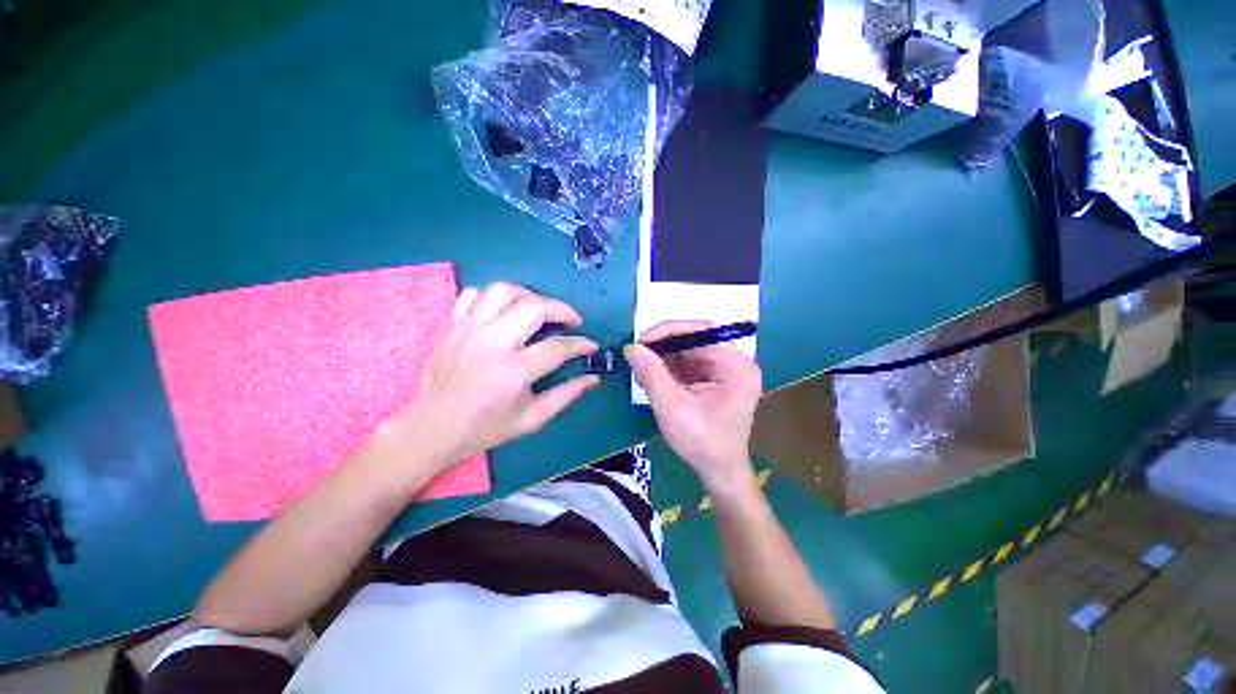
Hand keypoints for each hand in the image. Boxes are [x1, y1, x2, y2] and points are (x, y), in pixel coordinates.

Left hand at [378, 282, 599, 471]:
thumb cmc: (484, 428)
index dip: (581, 344)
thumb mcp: (531, 419)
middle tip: (571, 322)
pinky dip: (494, 297)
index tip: (591, 346)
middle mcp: (491, 343)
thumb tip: (593, 378)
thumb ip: (565, 395)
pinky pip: (474, 294)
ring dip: (530, 295)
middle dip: (562, 309)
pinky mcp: (451, 325)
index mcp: (513, 371)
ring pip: (504, 290)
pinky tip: (504, 312)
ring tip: (539, 310)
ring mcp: (468, 329)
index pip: (557, 347)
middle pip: (534, 307)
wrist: (431, 428)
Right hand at [624, 321, 762, 492]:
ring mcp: (726, 370)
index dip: (668, 332)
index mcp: (735, 366)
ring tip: (643, 370)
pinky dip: (670, 368)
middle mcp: (735, 362)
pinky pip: (689, 363)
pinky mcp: (716, 378)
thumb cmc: (701, 442)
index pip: (701, 331)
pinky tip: (655, 377)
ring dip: (664, 357)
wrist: (718, 471)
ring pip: (689, 350)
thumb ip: (652, 373)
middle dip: (664, 346)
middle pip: (695, 339)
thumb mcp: (672, 407)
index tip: (640, 342)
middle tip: (637, 355)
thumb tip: (632, 347)